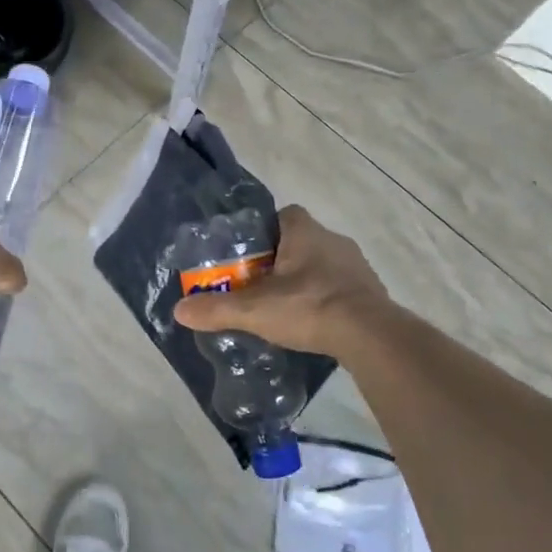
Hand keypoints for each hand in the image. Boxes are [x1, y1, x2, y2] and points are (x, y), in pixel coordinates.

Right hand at [172, 204, 389, 356]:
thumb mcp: (255, 310)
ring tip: (288, 307)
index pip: (284, 215)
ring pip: (324, 265)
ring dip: (308, 280)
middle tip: (262, 286)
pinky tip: (316, 323)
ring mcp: (357, 266)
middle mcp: (333, 240)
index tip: (251, 255)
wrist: (370, 335)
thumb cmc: (309, 307)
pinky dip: (328, 300)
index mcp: (305, 232)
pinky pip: (342, 288)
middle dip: (283, 259)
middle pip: (302, 241)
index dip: (266, 231)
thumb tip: (179, 310)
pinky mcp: (371, 292)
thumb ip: (217, 309)